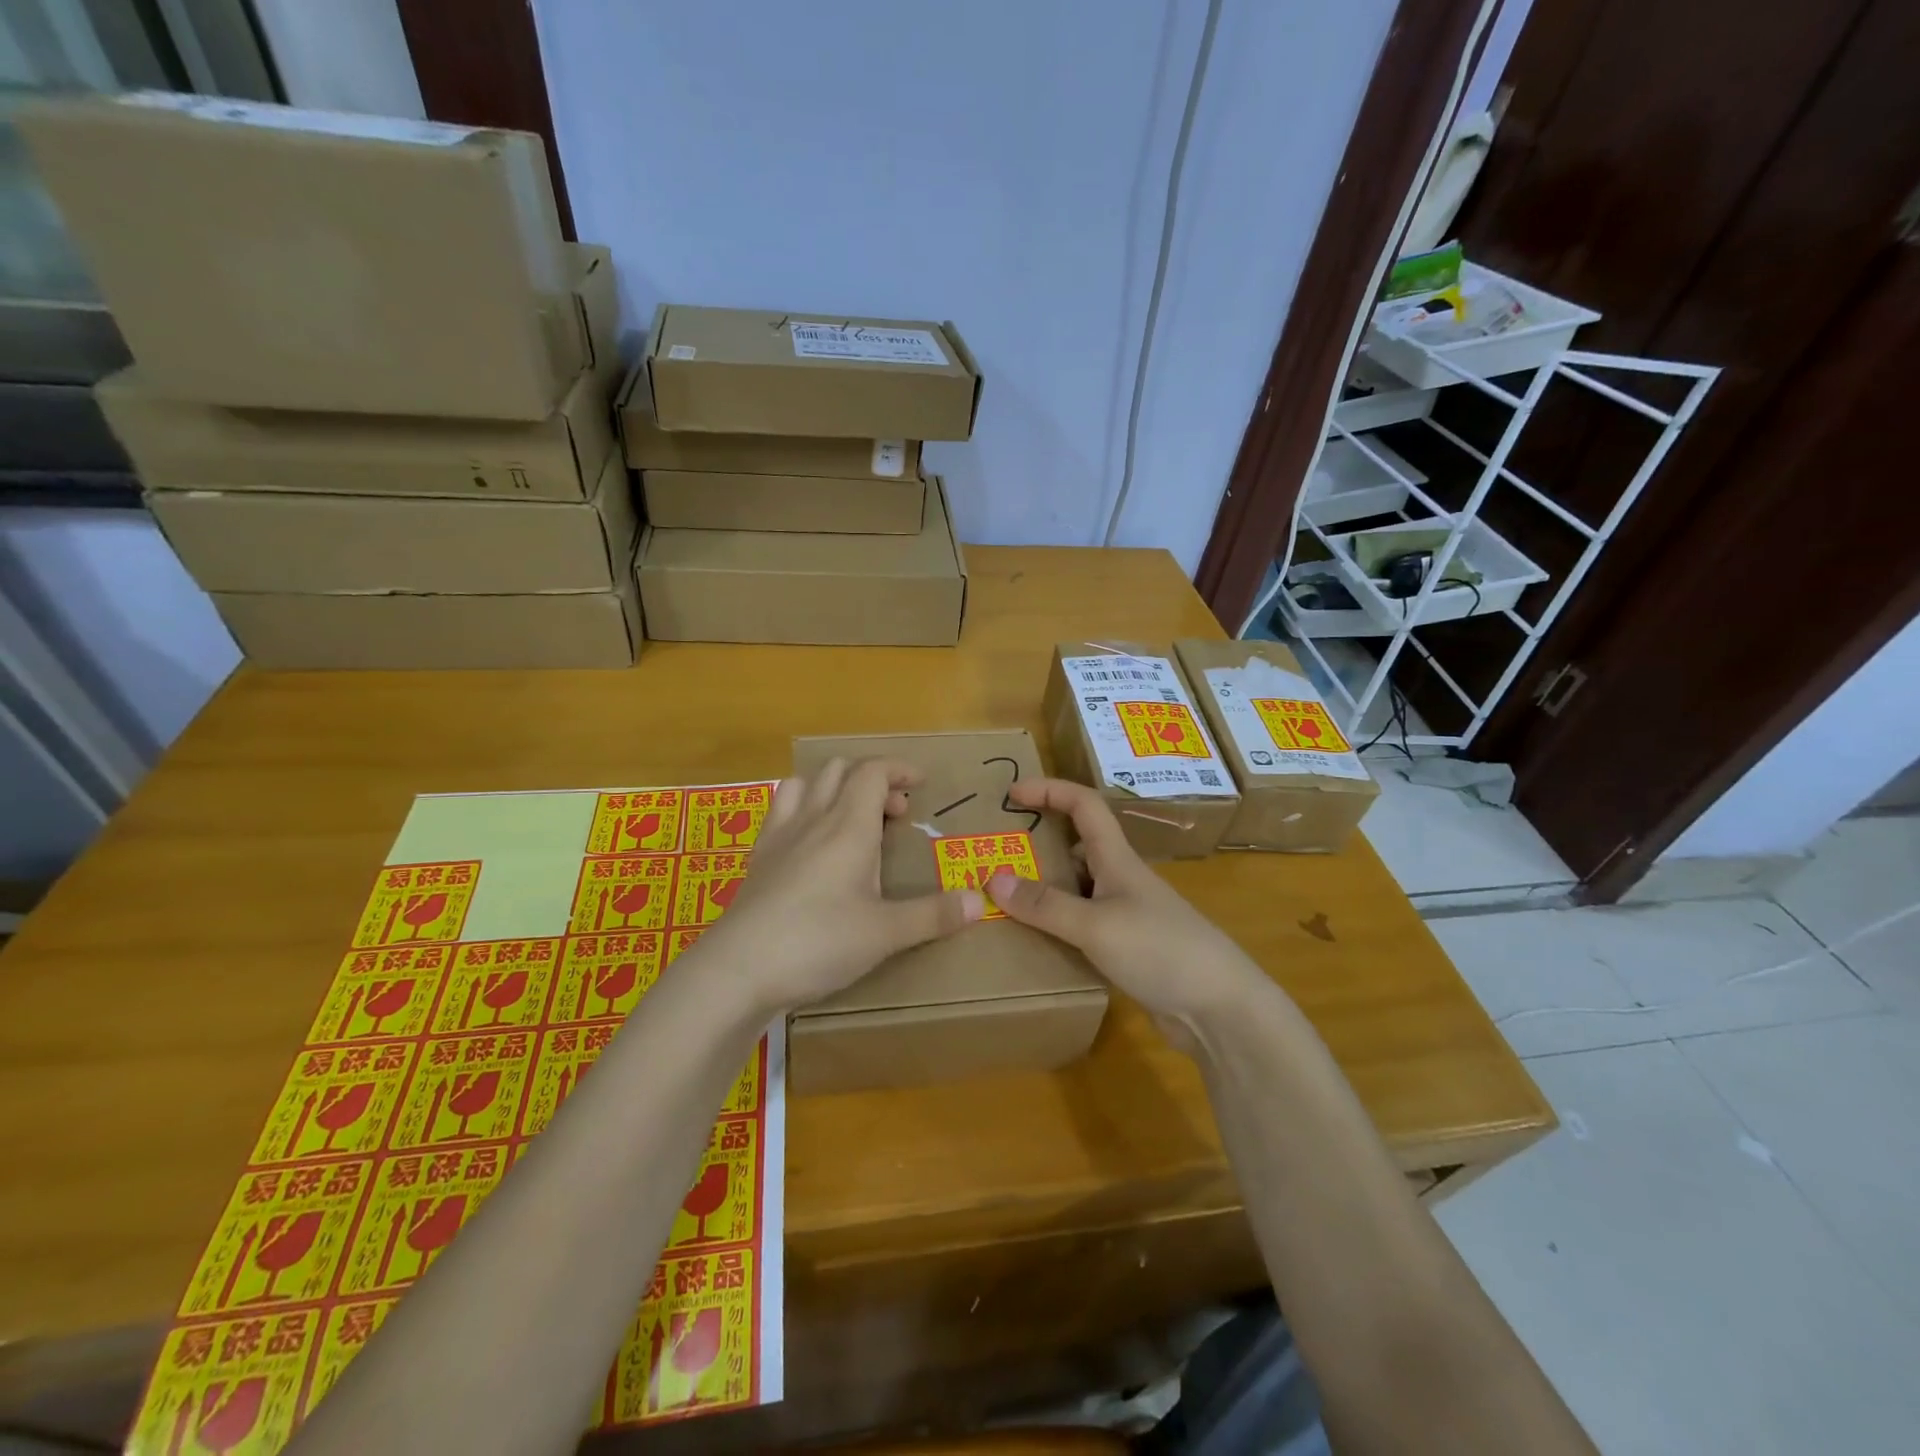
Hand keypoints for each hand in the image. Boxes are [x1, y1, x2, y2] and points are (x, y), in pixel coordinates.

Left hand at [696, 758, 984, 1013]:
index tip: (921, 785)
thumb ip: (933, 915)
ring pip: (805, 783)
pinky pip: (780, 810)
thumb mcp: (885, 933)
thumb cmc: (819, 942)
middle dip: (872, 780)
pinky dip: (802, 808)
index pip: (873, 772)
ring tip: (852, 819)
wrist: (738, 969)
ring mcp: (780, 835)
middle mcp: (813, 819)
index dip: (899, 769)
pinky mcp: (757, 858)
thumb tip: (979, 902)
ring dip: (833, 788)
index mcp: (849, 827)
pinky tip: (809, 843)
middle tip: (894, 814)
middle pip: (840, 770)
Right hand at [986, 778, 1271, 1042]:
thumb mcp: (1096, 925)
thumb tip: (992, 878)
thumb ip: (1045, 905)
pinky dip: (1057, 926)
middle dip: (1038, 844)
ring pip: (1076, 889)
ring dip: (1044, 889)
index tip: (1012, 793)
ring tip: (1002, 901)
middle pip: (1076, 847)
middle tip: (995, 856)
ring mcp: (1126, 915)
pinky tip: (1036, 943)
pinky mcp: (1127, 949)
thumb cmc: (1161, 950)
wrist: (1220, 1009)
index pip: (1084, 805)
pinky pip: (1082, 925)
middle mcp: (1120, 880)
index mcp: (1117, 859)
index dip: (1050, 790)